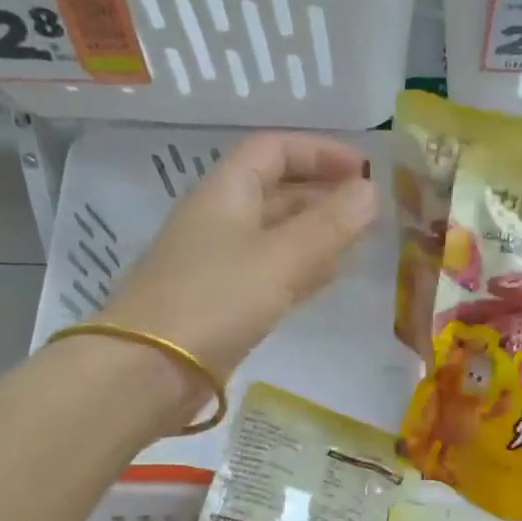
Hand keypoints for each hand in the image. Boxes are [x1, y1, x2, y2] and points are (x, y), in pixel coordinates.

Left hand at [101, 132, 377, 379]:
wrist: (150, 370)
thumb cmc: (216, 300)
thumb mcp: (281, 258)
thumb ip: (329, 224)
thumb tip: (371, 191)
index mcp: (225, 193)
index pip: (273, 150)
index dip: (319, 151)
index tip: (364, 169)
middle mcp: (220, 220)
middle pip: (276, 191)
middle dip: (323, 193)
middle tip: (370, 210)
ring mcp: (219, 264)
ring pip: (276, 234)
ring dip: (316, 232)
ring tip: (360, 241)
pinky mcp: (223, 303)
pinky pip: (271, 272)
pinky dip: (302, 267)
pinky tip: (328, 278)